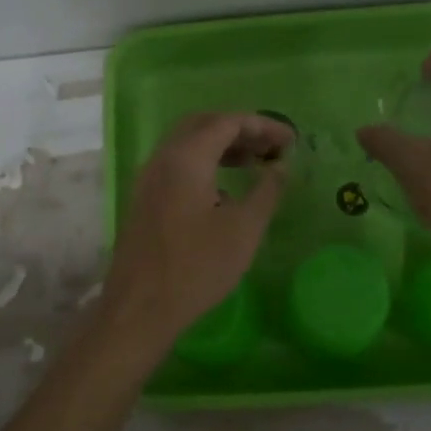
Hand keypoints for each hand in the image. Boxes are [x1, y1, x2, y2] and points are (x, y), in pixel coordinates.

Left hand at [102, 112, 292, 345]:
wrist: (140, 308)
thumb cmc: (197, 267)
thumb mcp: (244, 229)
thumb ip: (266, 191)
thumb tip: (279, 167)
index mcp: (186, 158)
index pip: (228, 122)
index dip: (262, 125)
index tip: (290, 140)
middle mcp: (163, 158)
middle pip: (204, 125)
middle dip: (240, 130)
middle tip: (270, 147)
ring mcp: (148, 178)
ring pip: (188, 144)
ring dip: (222, 146)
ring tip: (254, 163)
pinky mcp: (144, 198)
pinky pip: (177, 164)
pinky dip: (204, 162)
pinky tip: (224, 189)